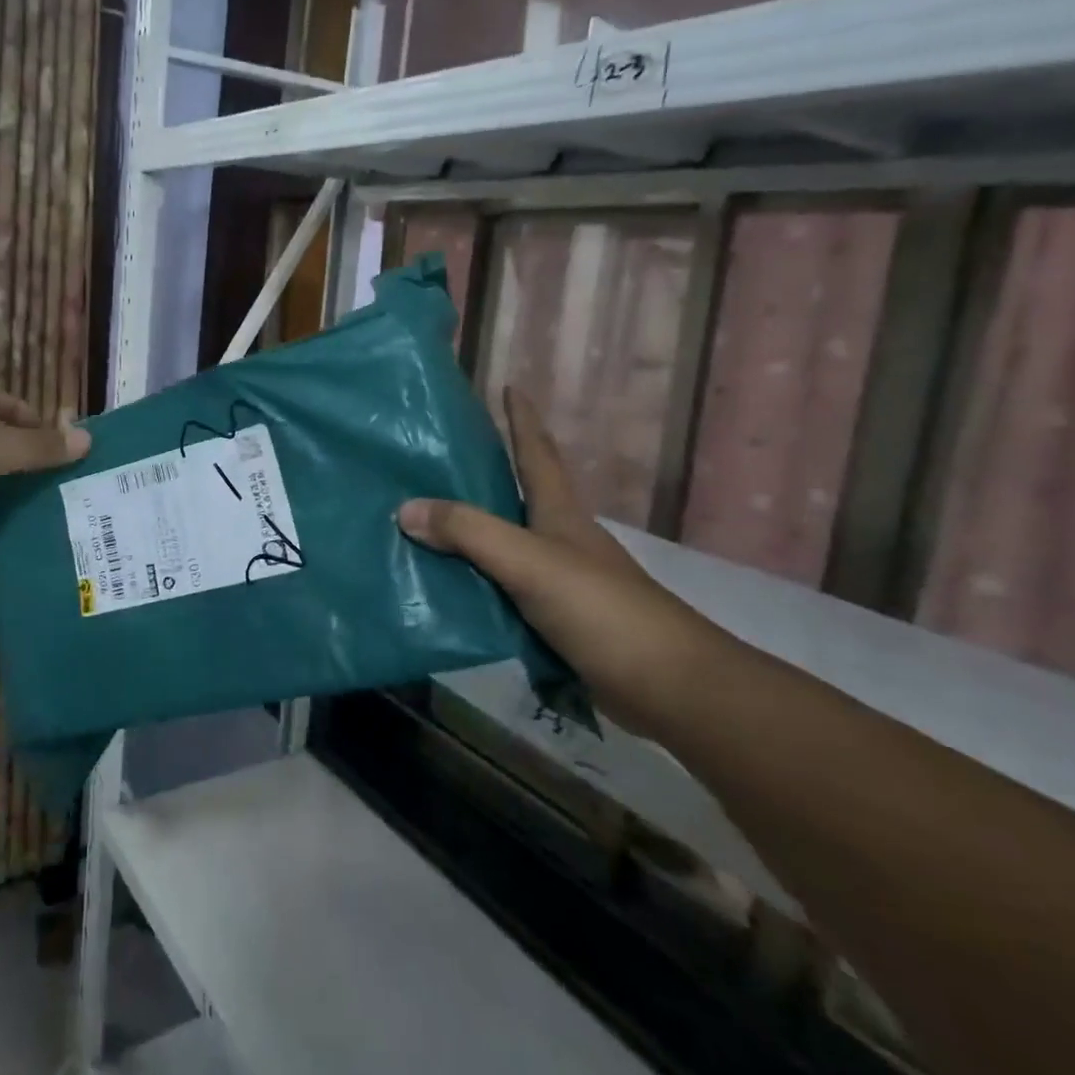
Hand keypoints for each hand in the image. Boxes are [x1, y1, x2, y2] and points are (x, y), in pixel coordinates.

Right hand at [398, 388, 730, 736]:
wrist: (668, 688)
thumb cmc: (601, 609)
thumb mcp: (529, 561)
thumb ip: (469, 533)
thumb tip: (405, 508)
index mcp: (560, 514)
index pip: (538, 453)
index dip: (524, 419)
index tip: (510, 385)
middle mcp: (560, 540)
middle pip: (520, 494)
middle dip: (488, 472)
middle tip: (439, 458)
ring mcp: (561, 582)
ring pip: (506, 545)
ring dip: (472, 532)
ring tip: (424, 522)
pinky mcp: (556, 621)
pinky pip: (502, 589)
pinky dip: (474, 581)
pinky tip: (445, 587)